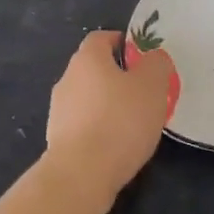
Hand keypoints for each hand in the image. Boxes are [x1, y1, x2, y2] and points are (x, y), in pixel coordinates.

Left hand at [43, 30, 171, 213]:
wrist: (80, 176)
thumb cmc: (119, 121)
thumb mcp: (152, 86)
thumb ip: (157, 64)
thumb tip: (153, 58)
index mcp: (87, 59)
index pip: (102, 38)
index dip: (123, 43)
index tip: (143, 59)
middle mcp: (67, 78)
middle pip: (95, 69)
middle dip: (118, 77)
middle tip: (144, 94)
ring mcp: (58, 110)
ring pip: (89, 98)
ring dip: (108, 105)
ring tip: (133, 125)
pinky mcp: (57, 139)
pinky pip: (83, 125)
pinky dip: (99, 129)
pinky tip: (116, 147)